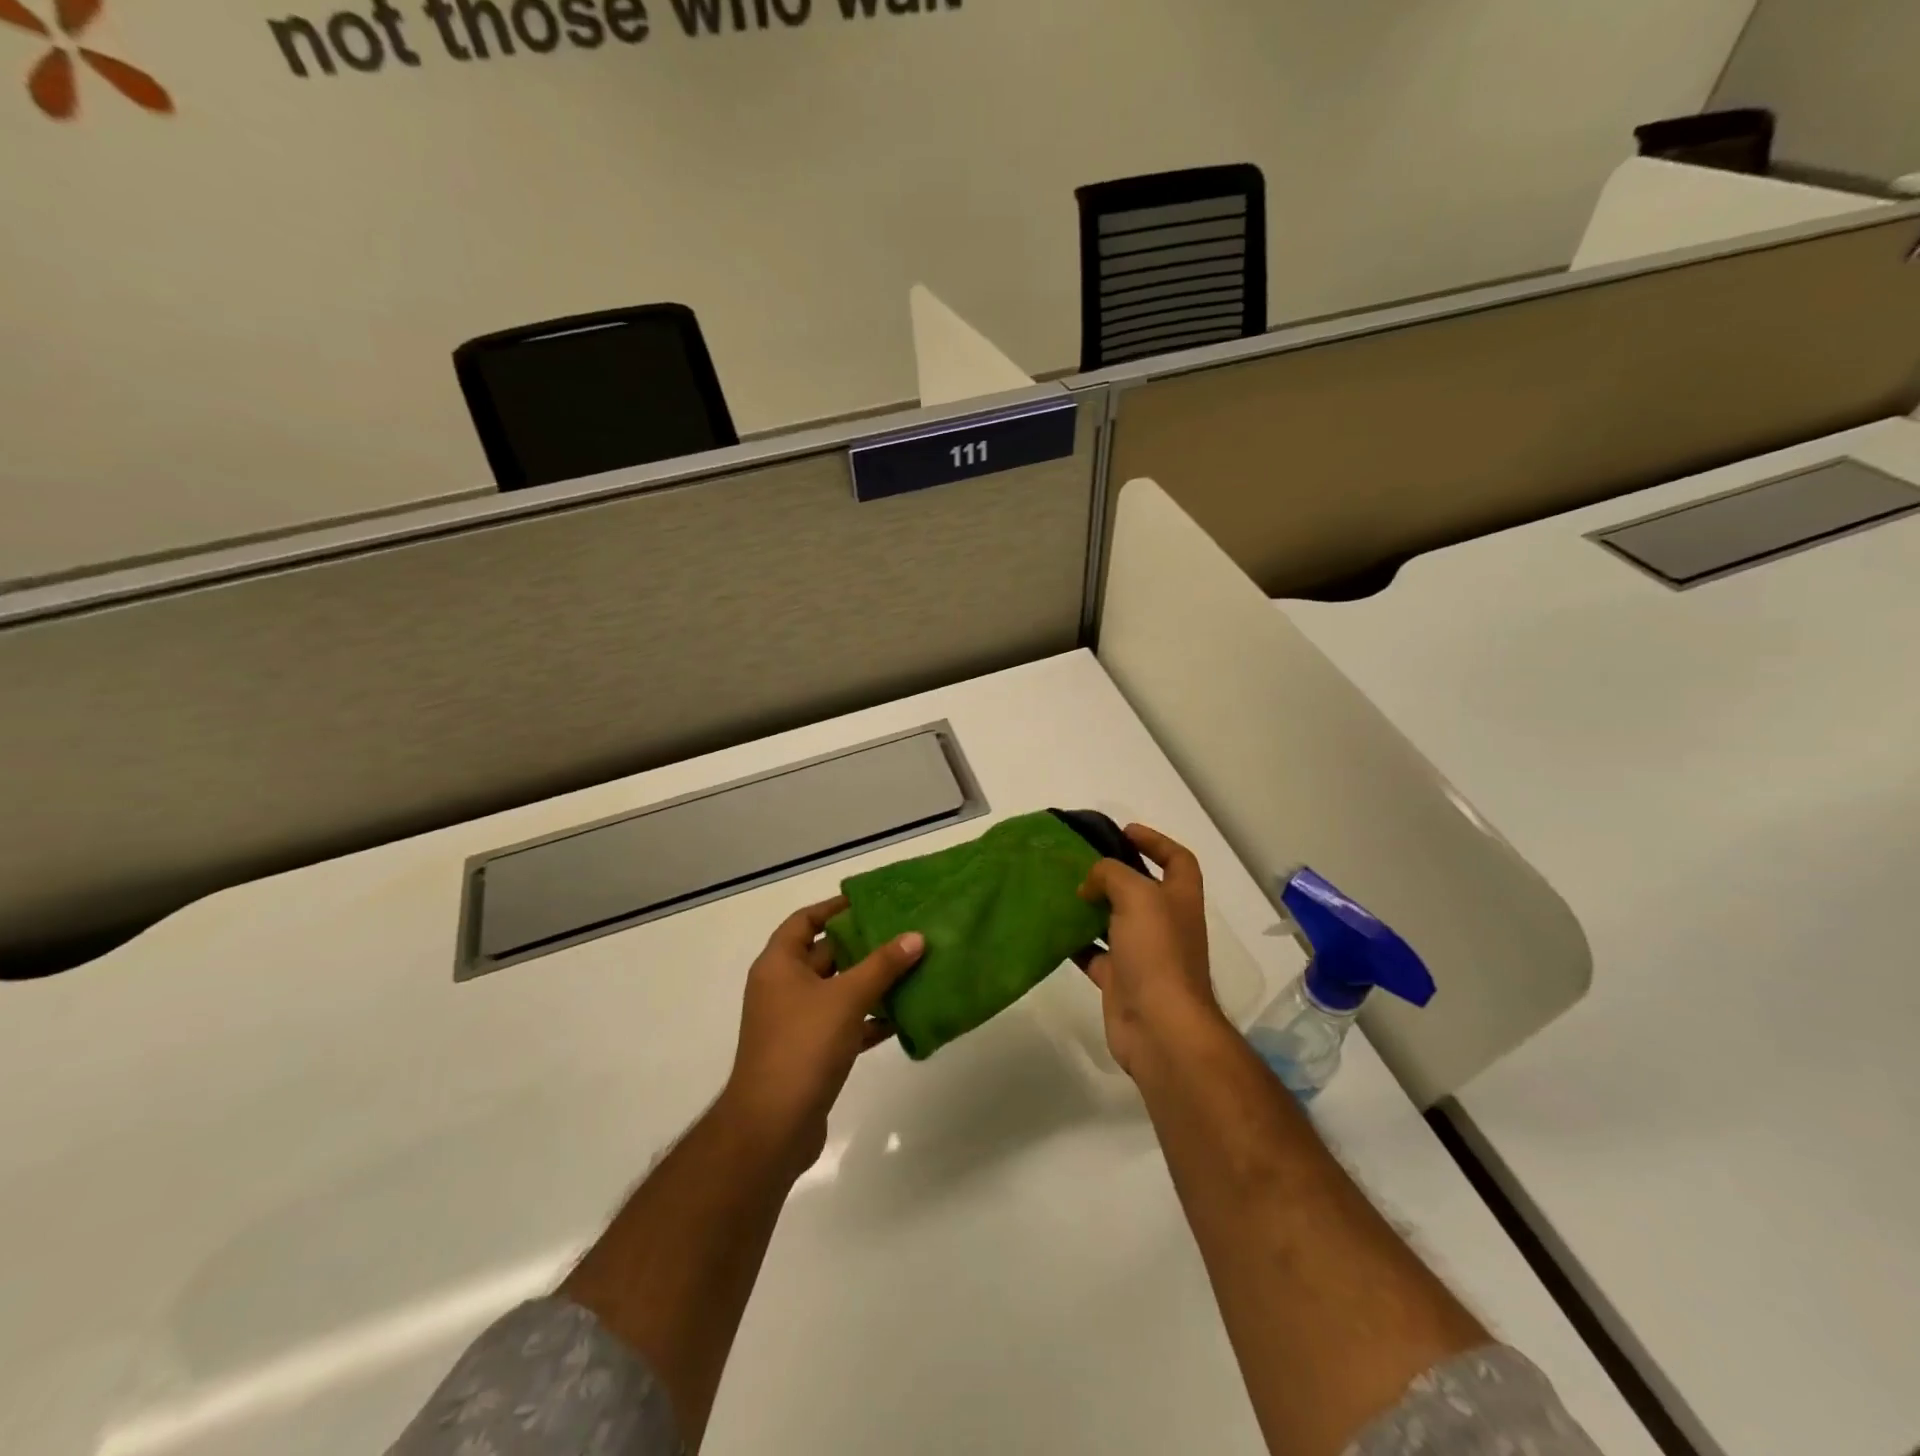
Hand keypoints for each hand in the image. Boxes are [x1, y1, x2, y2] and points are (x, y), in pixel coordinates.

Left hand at [721, 896, 923, 1175]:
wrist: (773, 1127)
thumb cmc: (803, 1046)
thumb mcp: (846, 998)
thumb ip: (882, 966)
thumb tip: (916, 937)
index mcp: (779, 965)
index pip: (804, 921)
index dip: (834, 907)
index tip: (870, 901)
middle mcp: (783, 988)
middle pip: (825, 954)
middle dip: (862, 944)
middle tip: (902, 931)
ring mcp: (795, 1022)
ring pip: (838, 991)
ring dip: (871, 982)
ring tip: (912, 967)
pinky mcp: (810, 1053)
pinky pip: (844, 1024)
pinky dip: (869, 1018)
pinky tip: (902, 1015)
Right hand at [1077, 824, 1230, 1077]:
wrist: (1160, 1027)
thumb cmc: (1157, 952)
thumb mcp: (1137, 895)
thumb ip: (1111, 874)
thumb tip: (1090, 884)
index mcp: (1179, 898)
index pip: (1177, 860)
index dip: (1155, 841)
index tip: (1123, 831)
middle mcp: (1165, 923)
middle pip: (1141, 889)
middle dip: (1113, 873)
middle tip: (1079, 861)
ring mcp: (1143, 954)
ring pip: (1114, 921)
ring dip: (1090, 906)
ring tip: (1059, 890)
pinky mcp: (1120, 980)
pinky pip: (1094, 954)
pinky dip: (1075, 942)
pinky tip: (1052, 929)